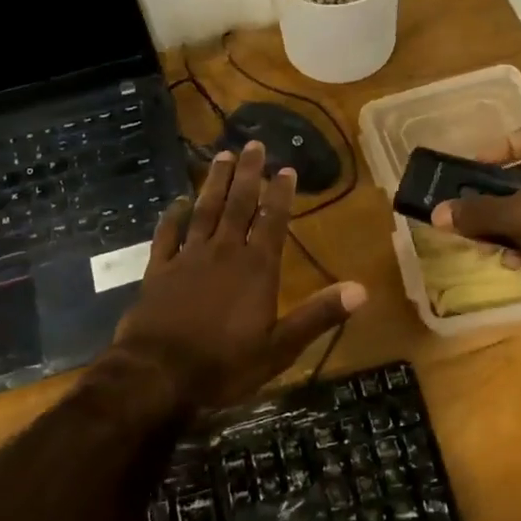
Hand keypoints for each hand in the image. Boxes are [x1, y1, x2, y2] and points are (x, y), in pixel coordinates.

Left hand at [115, 140, 365, 409]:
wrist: (157, 375)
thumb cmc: (224, 364)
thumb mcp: (280, 348)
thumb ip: (319, 315)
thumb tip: (362, 290)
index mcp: (255, 268)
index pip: (272, 221)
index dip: (280, 194)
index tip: (286, 168)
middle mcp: (223, 252)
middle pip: (238, 205)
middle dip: (248, 174)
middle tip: (253, 145)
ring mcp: (187, 258)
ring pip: (204, 210)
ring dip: (215, 183)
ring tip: (222, 156)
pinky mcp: (158, 270)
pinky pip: (166, 235)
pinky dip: (172, 215)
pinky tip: (177, 200)